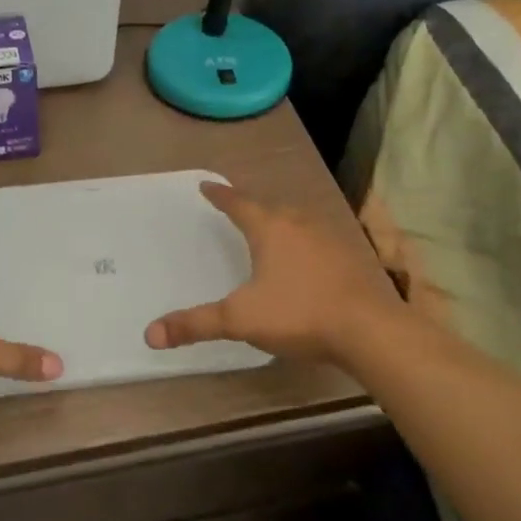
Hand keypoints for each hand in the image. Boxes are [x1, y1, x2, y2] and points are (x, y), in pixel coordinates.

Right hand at [145, 181, 402, 366]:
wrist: (370, 331)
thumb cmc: (299, 314)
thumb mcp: (240, 320)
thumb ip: (196, 324)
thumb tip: (150, 334)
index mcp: (271, 228)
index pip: (239, 203)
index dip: (220, 195)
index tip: (207, 185)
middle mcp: (300, 224)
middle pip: (269, 206)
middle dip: (250, 206)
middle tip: (236, 207)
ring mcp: (329, 238)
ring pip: (297, 220)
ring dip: (279, 220)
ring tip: (268, 227)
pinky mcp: (350, 257)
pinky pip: (317, 239)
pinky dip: (303, 241)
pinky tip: (305, 257)